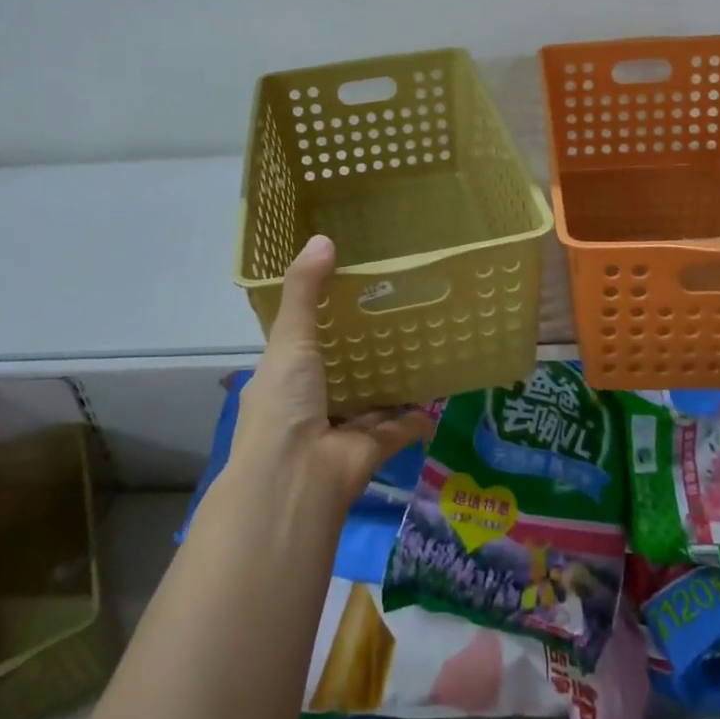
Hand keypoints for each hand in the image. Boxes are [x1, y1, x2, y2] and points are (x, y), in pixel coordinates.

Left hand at [231, 234, 434, 508]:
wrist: (296, 479)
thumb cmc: (284, 404)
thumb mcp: (290, 339)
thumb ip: (305, 290)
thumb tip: (323, 238)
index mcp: (283, 381)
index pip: (300, 348)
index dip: (319, 325)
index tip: (347, 298)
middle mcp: (308, 408)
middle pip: (338, 376)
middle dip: (359, 356)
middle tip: (392, 320)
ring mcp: (338, 434)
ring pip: (368, 405)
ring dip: (389, 387)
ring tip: (417, 354)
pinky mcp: (369, 454)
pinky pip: (396, 431)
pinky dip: (415, 419)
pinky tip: (436, 399)